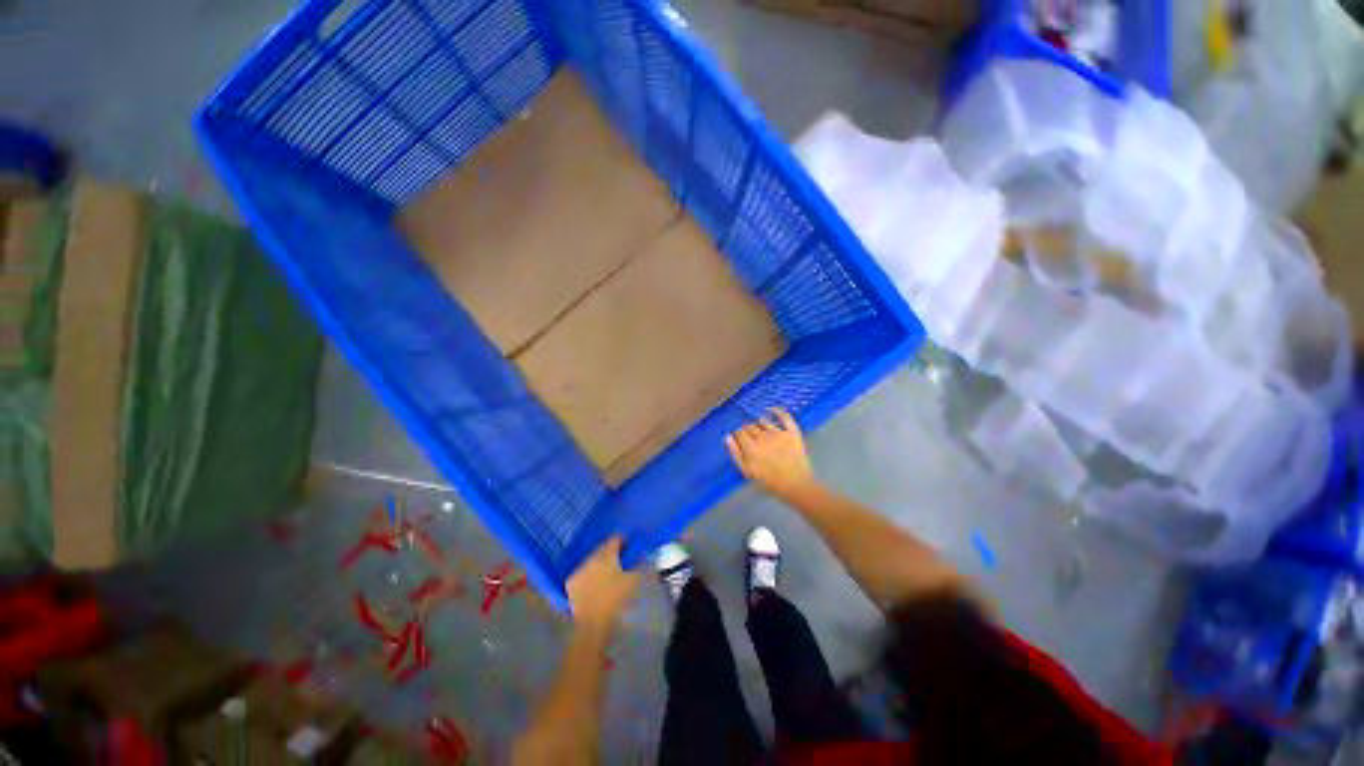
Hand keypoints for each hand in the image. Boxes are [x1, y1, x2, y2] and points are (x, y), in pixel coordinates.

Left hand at [567, 537, 640, 628]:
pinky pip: (581, 572)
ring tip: (605, 570)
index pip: (614, 540)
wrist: (593, 622)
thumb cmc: (616, 600)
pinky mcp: (571, 582)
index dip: (622, 540)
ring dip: (597, 562)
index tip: (627, 543)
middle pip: (601, 548)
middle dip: (609, 550)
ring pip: (590, 560)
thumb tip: (642, 554)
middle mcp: (591, 559)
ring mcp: (579, 570)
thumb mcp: (632, 581)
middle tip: (617, 557)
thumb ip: (638, 564)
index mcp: (606, 556)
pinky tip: (592, 581)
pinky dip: (587, 574)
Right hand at [725, 409, 816, 500]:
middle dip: (747, 430)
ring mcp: (778, 433)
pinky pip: (785, 417)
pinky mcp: (792, 433)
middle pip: (750, 427)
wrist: (796, 486)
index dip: (738, 436)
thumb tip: (727, 437)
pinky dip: (778, 411)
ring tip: (759, 428)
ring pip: (763, 421)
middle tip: (750, 438)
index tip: (740, 440)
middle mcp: (763, 436)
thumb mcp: (747, 471)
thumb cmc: (769, 482)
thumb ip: (735, 454)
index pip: (739, 433)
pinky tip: (771, 409)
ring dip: (759, 423)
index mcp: (750, 446)